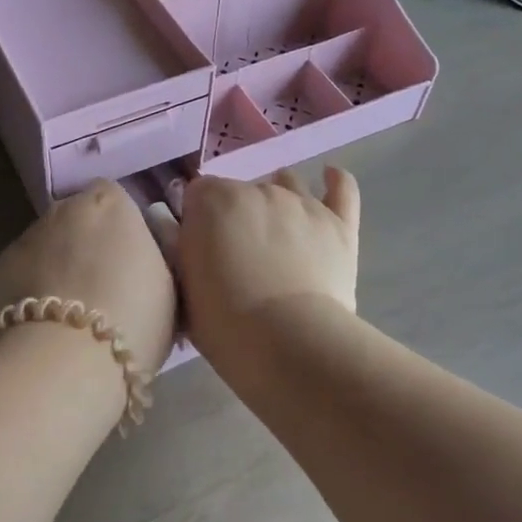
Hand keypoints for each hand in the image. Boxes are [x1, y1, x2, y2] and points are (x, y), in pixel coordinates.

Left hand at [0, 180, 177, 375]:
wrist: (64, 361)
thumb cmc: (133, 317)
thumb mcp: (169, 284)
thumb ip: (155, 255)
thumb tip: (144, 249)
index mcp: (109, 202)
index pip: (116, 201)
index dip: (122, 232)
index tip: (131, 265)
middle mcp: (62, 208)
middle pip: (77, 222)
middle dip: (86, 248)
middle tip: (102, 294)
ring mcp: (23, 237)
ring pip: (45, 249)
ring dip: (56, 271)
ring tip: (69, 319)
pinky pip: (19, 278)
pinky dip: (28, 295)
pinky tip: (40, 330)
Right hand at [178, 169, 359, 353]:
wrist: (287, 343)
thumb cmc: (222, 320)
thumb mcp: (182, 283)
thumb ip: (179, 246)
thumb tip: (179, 228)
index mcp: (213, 200)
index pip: (198, 194)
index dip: (198, 219)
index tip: (200, 246)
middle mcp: (257, 189)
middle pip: (242, 191)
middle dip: (237, 216)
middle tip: (238, 255)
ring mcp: (302, 203)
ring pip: (287, 185)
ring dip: (278, 201)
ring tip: (277, 231)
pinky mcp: (338, 224)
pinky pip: (342, 189)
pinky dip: (335, 182)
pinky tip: (330, 177)